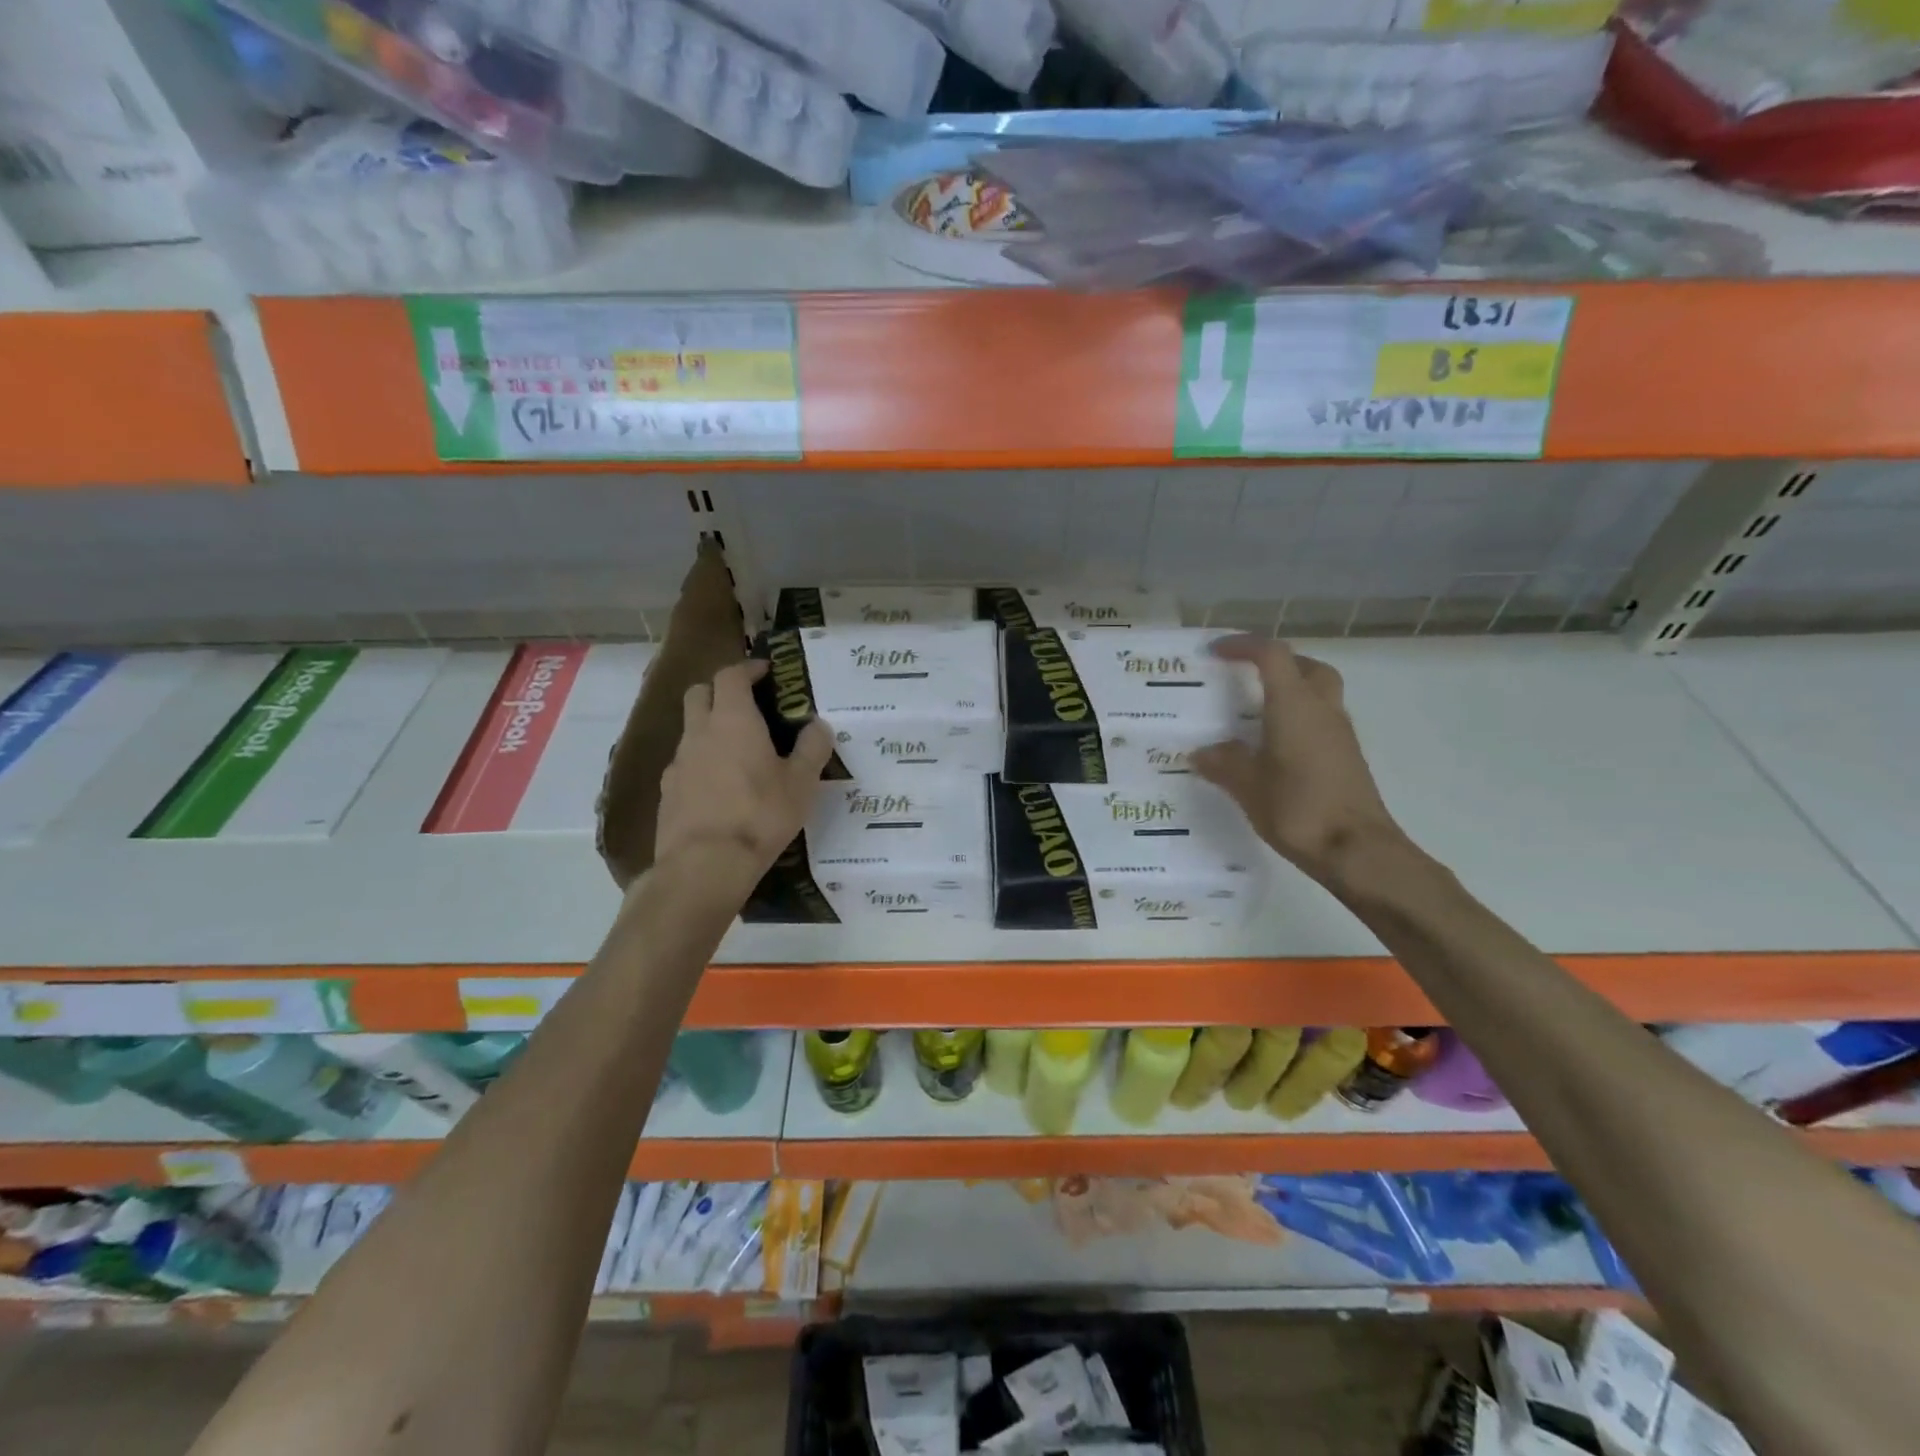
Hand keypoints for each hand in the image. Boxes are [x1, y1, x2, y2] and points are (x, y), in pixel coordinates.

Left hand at [654, 660, 833, 886]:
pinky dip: (700, 763)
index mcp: (734, 720)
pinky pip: (683, 764)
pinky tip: (717, 787)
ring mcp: (678, 762)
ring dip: (709, 729)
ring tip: (736, 752)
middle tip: (745, 706)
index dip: (747, 669)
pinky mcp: (667, 791)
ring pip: (689, 730)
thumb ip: (812, 748)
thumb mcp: (802, 783)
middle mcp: (700, 732)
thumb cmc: (760, 815)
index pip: (731, 676)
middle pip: (699, 693)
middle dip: (720, 691)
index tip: (765, 673)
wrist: (705, 865)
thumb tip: (818, 725)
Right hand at [1191, 635, 1406, 887]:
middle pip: (1306, 667)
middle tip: (1247, 677)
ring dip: (1291, 690)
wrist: (1357, 850)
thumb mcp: (1247, 786)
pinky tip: (1275, 747)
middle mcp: (1322, 710)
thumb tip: (1201, 752)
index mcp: (1294, 706)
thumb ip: (1223, 763)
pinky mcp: (1347, 757)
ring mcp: (1340, 734)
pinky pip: (1321, 720)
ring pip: (1319, 692)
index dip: (1244, 646)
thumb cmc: (1298, 809)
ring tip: (1256, 713)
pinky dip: (1298, 718)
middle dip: (1276, 663)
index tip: (1216, 652)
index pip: (1272, 655)